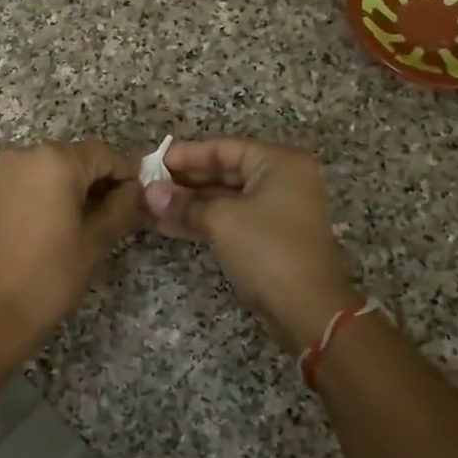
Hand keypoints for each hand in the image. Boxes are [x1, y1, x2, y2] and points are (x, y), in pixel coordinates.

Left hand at [0, 141, 144, 356]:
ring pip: (55, 168)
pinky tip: (64, 221)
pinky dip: (53, 192)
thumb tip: (135, 190)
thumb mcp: (95, 242)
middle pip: (79, 157)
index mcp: (56, 161)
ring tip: (94, 222)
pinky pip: (34, 179)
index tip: (143, 199)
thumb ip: (122, 207)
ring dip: (78, 187)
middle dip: (102, 180)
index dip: (128, 174)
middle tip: (122, 214)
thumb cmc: (48, 277)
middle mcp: (28, 153)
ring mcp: (5, 170)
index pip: (106, 154)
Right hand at [144, 138, 360, 354]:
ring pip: (226, 198)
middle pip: (225, 171)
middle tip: (149, 187)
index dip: (187, 155)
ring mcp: (278, 211)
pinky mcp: (271, 238)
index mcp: (279, 163)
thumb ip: (184, 204)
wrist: (309, 309)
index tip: (153, 164)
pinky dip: (204, 221)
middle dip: (185, 182)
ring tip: (152, 210)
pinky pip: (232, 219)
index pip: (224, 148)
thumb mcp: (221, 221)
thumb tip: (150, 193)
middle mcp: (283, 180)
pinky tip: (170, 227)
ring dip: (190, 204)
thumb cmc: (268, 250)